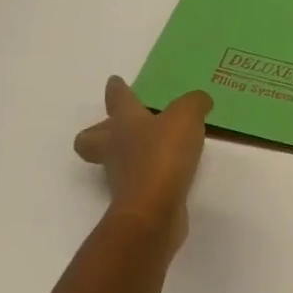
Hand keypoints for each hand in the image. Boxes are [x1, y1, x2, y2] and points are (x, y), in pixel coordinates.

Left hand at [72, 77, 212, 252]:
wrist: (153, 210)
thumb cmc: (163, 155)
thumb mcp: (186, 117)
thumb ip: (194, 103)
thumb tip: (200, 101)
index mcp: (125, 122)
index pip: (118, 99)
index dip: (117, 89)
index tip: (114, 81)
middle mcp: (117, 147)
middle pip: (92, 138)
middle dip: (100, 130)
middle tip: (116, 126)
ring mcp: (122, 176)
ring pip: (115, 160)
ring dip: (128, 154)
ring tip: (155, 148)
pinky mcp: (135, 199)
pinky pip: (139, 180)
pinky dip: (151, 174)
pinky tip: (171, 171)